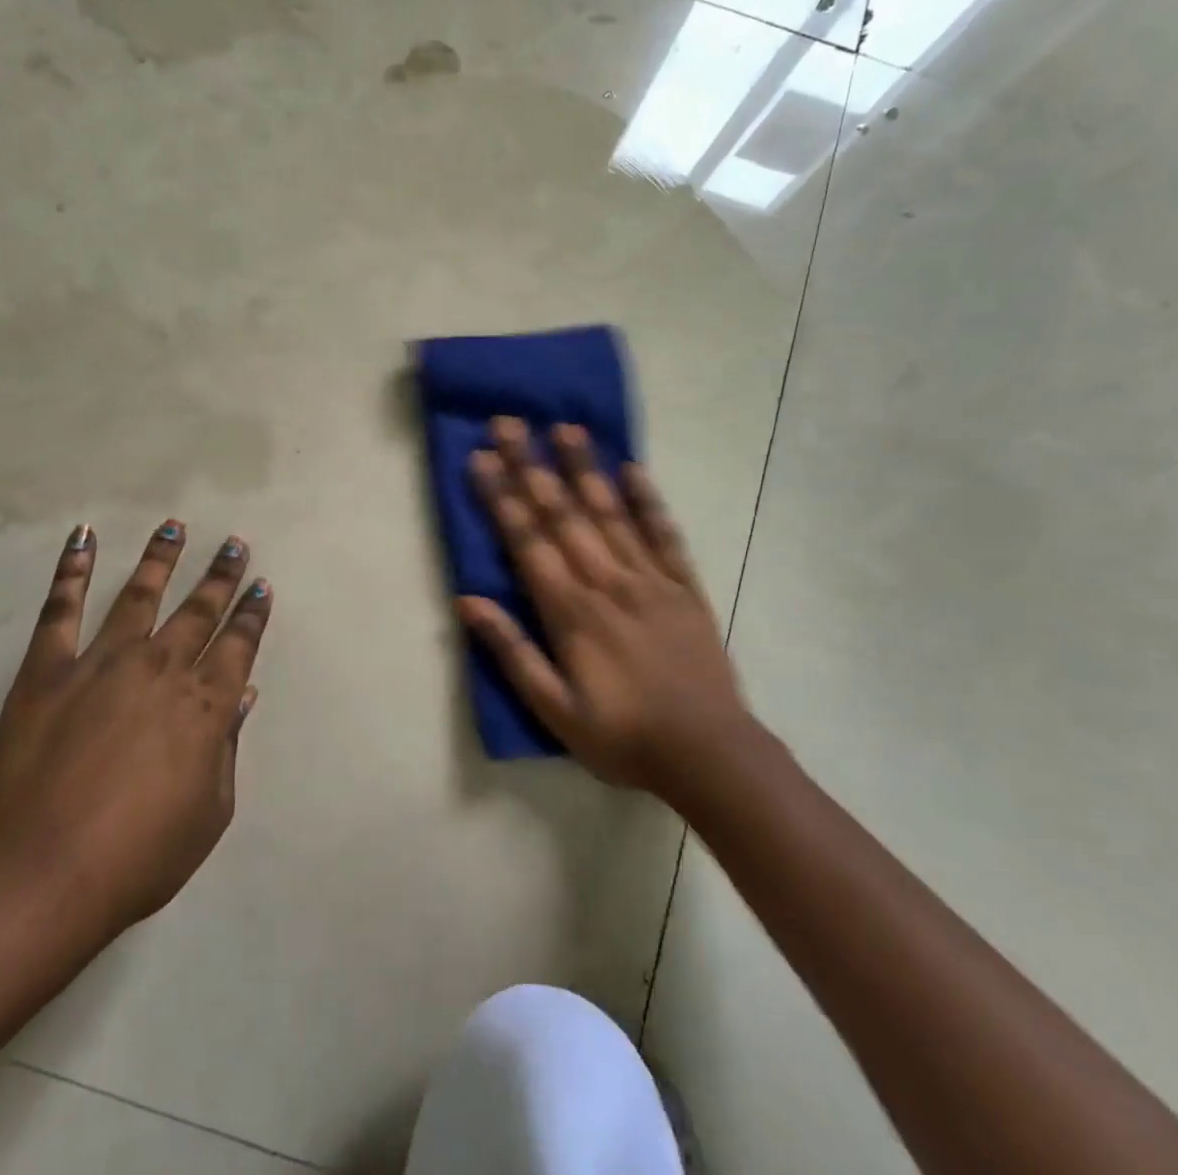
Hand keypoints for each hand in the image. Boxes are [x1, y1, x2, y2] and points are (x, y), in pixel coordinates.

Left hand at [0, 522, 272, 941]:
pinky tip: (83, 538)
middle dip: (221, 576)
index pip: (239, 646)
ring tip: (174, 526)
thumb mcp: (209, 812)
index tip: (261, 587)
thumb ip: (227, 747)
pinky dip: (72, 570)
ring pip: (140, 595)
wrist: (40, 873)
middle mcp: (161, 668)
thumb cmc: (137, 856)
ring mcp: (102, 662)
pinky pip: (62, 609)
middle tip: (234, 544)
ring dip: (161, 559)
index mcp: (205, 704)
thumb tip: (243, 695)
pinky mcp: (49, 668)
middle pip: (199, 610)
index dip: (253, 616)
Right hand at [457, 418, 751, 800]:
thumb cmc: (622, 737)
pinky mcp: (684, 587)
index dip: (502, 496)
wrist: (710, 754)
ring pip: (611, 512)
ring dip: (585, 468)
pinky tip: (633, 469)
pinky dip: (648, 500)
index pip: (528, 540)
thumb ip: (512, 652)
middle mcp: (607, 581)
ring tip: (565, 428)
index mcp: (571, 611)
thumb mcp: (554, 709)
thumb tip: (468, 602)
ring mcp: (650, 579)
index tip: (482, 457)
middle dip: (533, 466)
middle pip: (563, 513)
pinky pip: (664, 534)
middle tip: (511, 423)